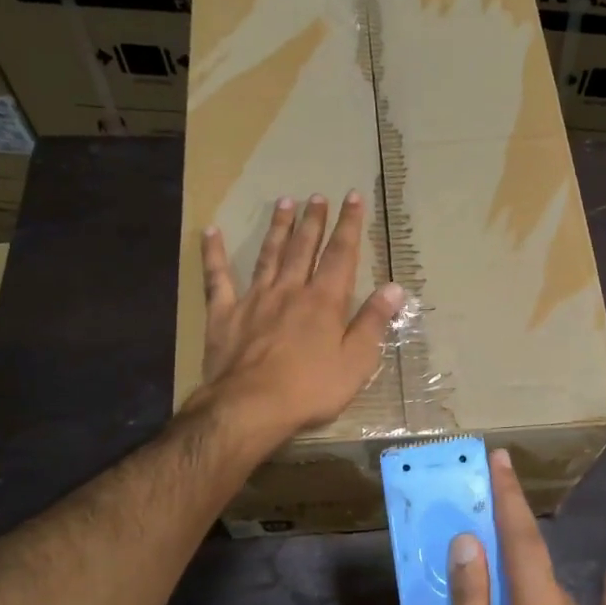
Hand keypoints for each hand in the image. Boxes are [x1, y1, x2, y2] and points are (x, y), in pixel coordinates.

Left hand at [195, 191, 404, 446]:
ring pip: (268, 255)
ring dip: (278, 228)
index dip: (349, 225)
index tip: (352, 198)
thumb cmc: (310, 389)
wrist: (250, 407)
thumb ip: (373, 322)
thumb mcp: (356, 362)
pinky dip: (213, 254)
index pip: (341, 255)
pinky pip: (218, 278)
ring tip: (284, 202)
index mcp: (324, 301)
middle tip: (317, 196)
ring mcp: (254, 299)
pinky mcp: (224, 314)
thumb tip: (394, 288)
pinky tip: (210, 232)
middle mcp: (290, 290)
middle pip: (303, 248)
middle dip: (313, 221)